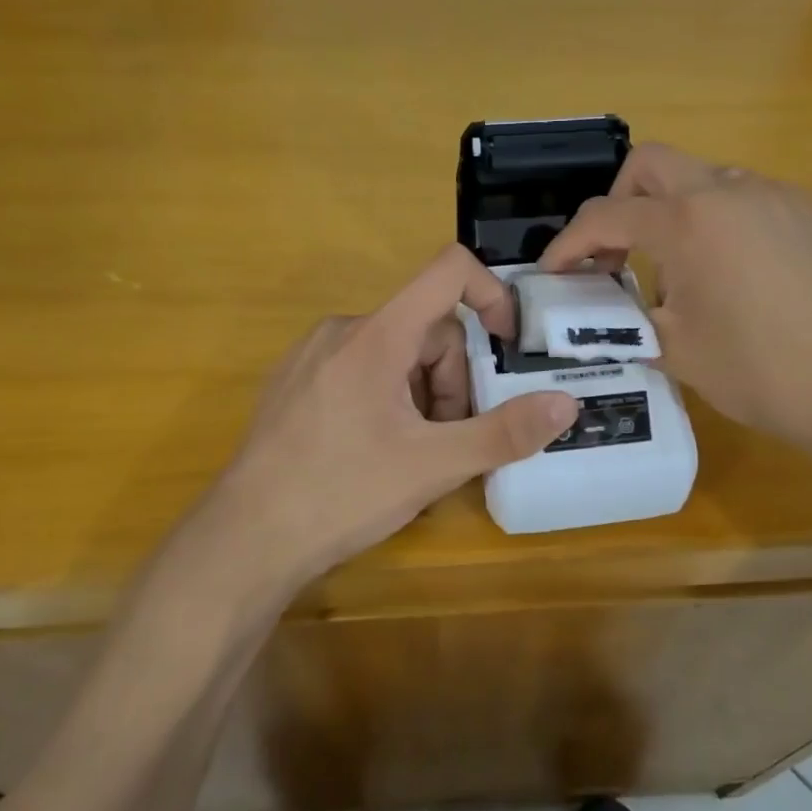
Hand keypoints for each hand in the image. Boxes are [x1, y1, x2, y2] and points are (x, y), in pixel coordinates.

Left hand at [189, 245, 578, 583]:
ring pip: (394, 353)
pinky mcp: (294, 383)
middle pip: (426, 329)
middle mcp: (342, 330)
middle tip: (447, 441)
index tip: (506, 344)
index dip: (491, 294)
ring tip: (411, 455)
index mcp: (377, 334)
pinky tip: (373, 453)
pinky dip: (387, 399)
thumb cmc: (342, 493)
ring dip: (421, 395)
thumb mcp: (434, 466)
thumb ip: (504, 432)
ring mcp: (311, 356)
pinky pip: (360, 370)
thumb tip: (566, 404)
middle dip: (451, 381)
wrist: (244, 540)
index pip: (448, 270)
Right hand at [539, 143, 811, 465]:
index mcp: (688, 222)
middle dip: (619, 202)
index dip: (568, 244)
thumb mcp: (676, 351)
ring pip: (704, 179)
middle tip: (614, 255)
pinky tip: (735, 275)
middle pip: (652, 164)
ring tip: (679, 271)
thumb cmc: (761, 371)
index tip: (552, 272)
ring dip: (673, 212)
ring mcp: (778, 196)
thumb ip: (628, 320)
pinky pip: (748, 200)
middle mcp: (731, 190)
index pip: (606, 216)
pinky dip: (720, 223)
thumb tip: (608, 313)